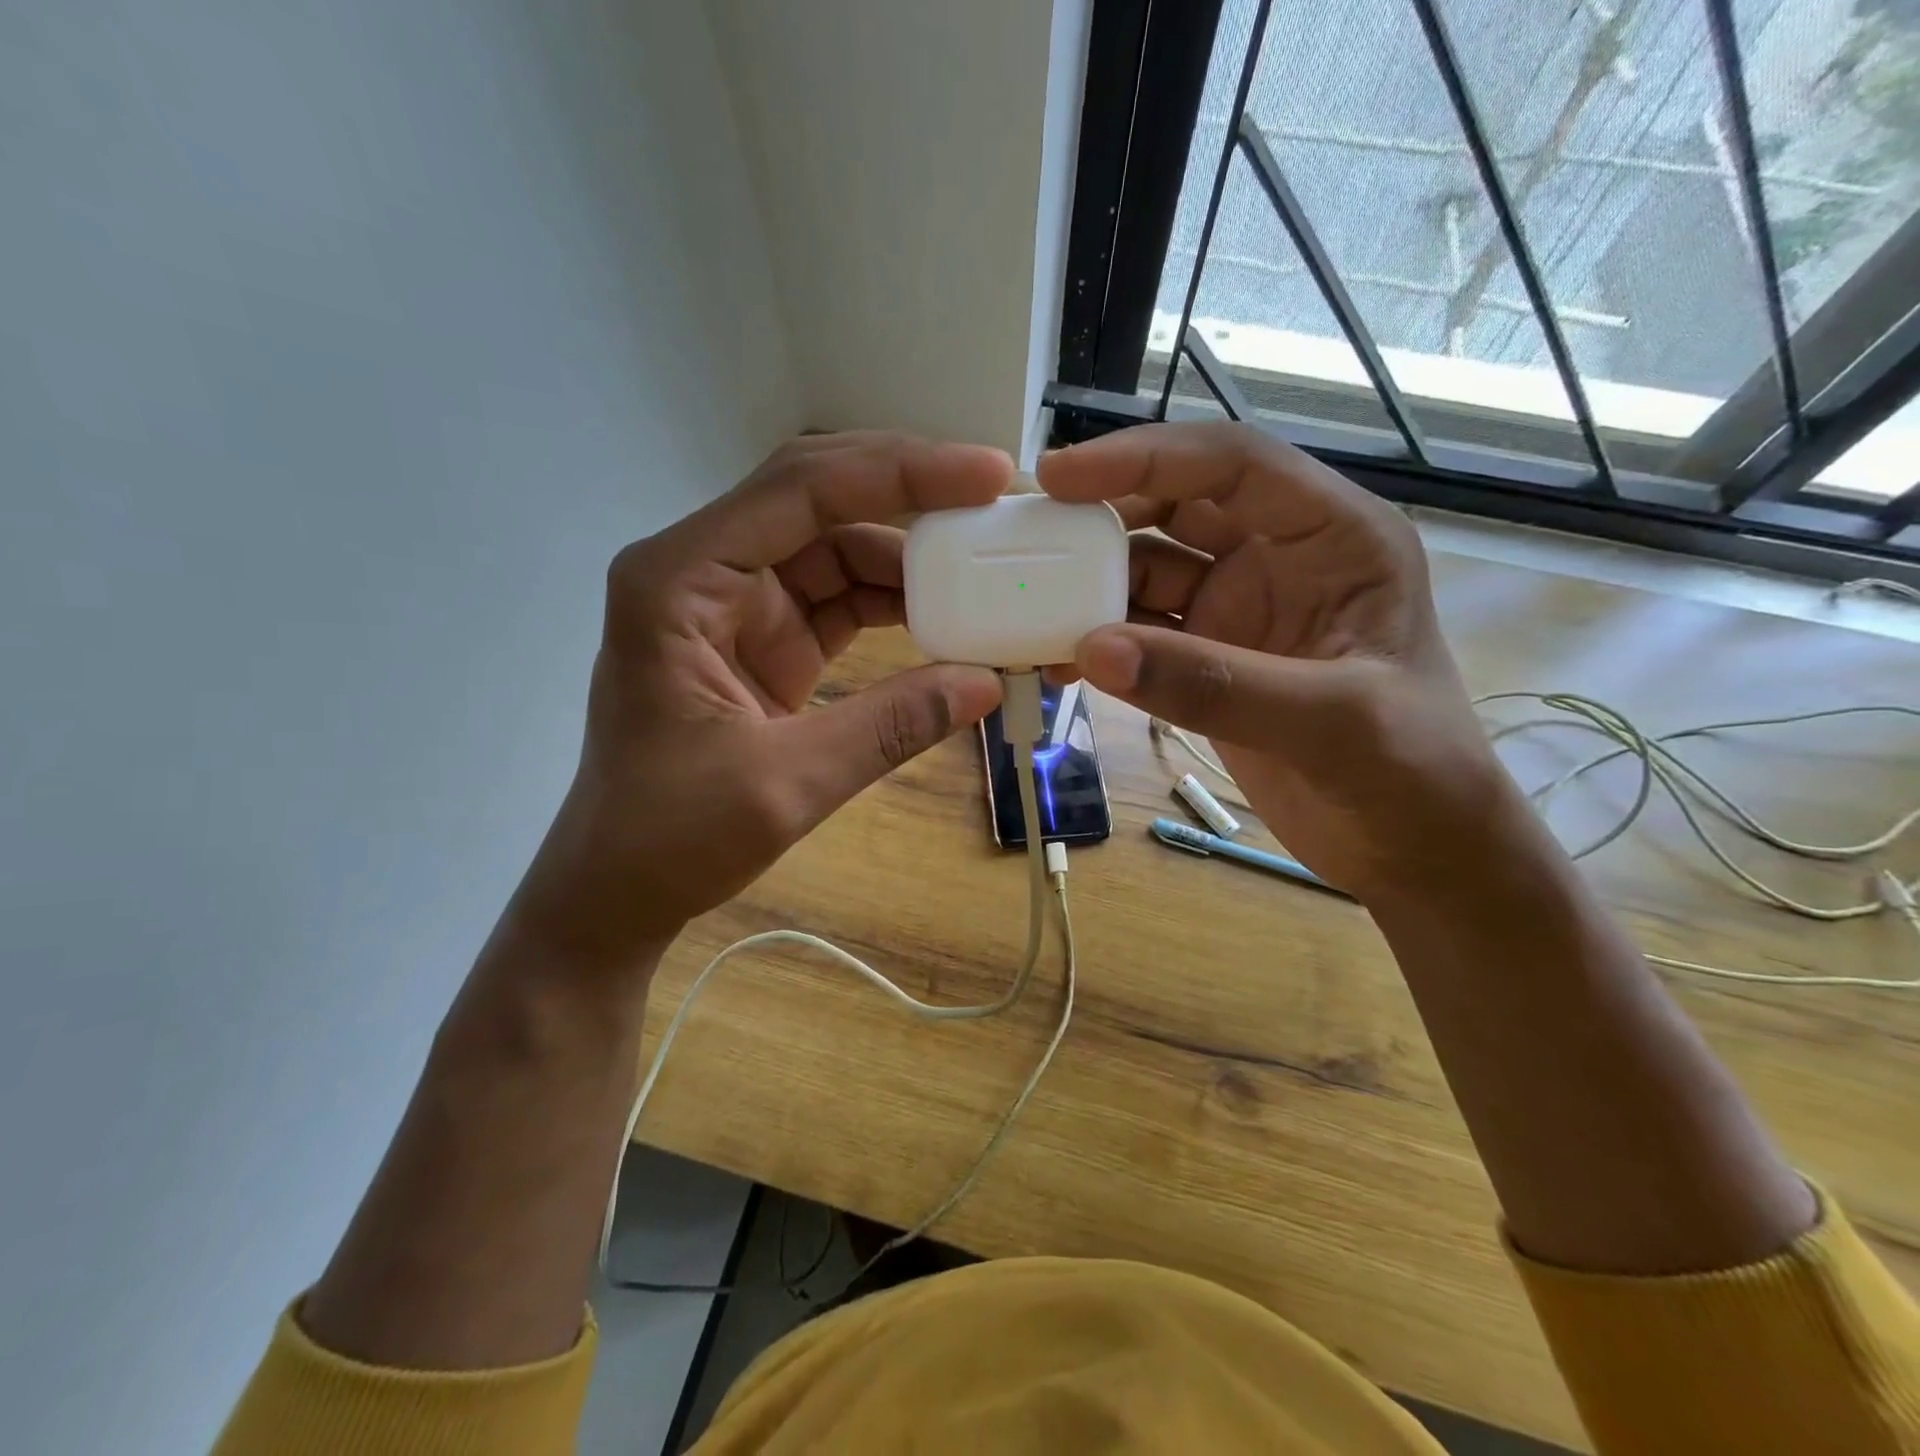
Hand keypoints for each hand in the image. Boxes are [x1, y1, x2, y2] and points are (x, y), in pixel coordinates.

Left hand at [507, 433, 1010, 977]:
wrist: (621, 884)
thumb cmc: (669, 835)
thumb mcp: (785, 784)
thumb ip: (889, 727)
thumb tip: (986, 681)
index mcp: (680, 580)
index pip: (799, 489)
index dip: (897, 472)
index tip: (984, 475)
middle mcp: (705, 570)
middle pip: (819, 498)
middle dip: (908, 495)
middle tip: (993, 501)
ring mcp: (738, 603)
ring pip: (837, 547)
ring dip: (909, 560)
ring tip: (983, 572)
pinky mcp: (767, 638)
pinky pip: (840, 598)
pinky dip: (894, 605)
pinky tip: (945, 620)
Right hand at [1039, 422, 1507, 899]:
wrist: (1411, 850)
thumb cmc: (1413, 774)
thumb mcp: (1329, 722)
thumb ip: (1212, 684)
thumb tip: (1093, 648)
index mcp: (1334, 538)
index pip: (1231, 464)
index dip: (1144, 458)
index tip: (1060, 477)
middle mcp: (1279, 560)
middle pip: (1175, 510)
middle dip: (1104, 520)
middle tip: (1029, 542)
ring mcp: (1239, 614)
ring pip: (1148, 575)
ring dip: (1093, 591)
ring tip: (1032, 614)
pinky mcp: (1209, 663)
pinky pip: (1141, 637)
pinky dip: (1100, 645)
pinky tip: (1062, 664)